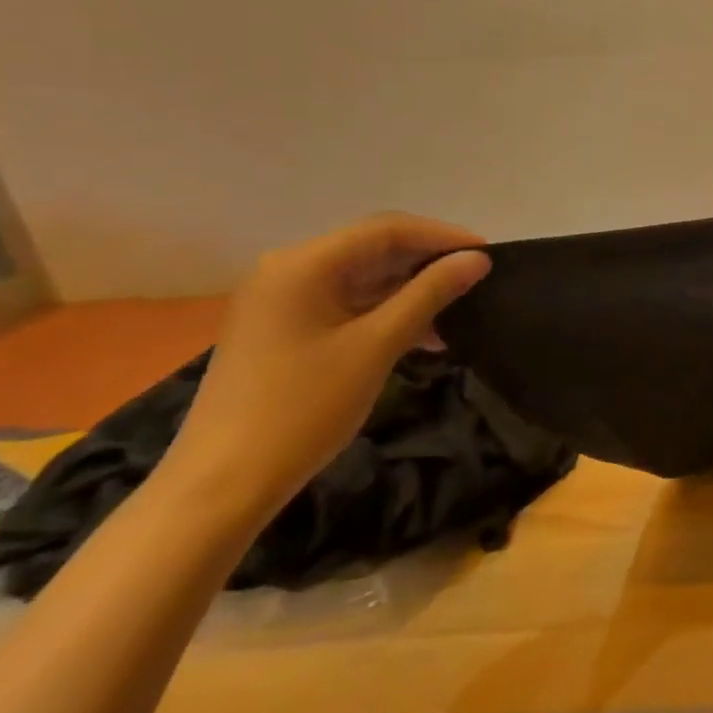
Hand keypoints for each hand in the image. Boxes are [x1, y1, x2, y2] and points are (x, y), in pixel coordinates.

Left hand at [160, 214, 492, 525]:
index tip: (490, 255)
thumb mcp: (378, 345)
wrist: (222, 483)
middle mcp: (288, 271)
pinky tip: (425, 334)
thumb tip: (478, 259)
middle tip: (479, 280)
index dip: (443, 236)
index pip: (387, 229)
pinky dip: (388, 311)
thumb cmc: (303, 407)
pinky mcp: (285, 328)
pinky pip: (348, 303)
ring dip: (413, 290)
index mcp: (303, 265)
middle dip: (429, 262)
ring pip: (365, 277)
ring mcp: (283, 301)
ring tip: (460, 311)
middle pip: (374, 248)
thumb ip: (430, 294)